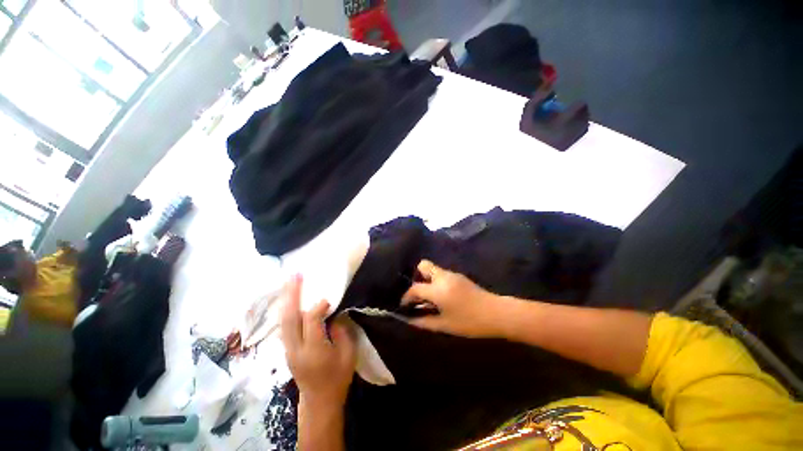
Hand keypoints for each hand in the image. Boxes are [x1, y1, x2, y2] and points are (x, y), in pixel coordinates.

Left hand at [281, 274, 355, 408]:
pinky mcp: (287, 350)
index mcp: (314, 350)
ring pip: (284, 320)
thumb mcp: (348, 354)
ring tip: (290, 282)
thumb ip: (342, 330)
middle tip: (295, 275)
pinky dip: (286, 310)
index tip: (328, 299)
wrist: (319, 401)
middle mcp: (296, 348)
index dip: (318, 306)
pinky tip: (289, 299)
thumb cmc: (337, 377)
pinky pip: (284, 326)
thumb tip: (335, 313)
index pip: (311, 320)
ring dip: (286, 299)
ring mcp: (288, 350)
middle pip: (290, 317)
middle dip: (292, 294)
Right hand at [402, 260, 502, 337]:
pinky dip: (436, 281)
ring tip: (430, 298)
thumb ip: (424, 321)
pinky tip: (443, 296)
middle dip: (417, 277)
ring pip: (433, 269)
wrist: (496, 313)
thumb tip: (409, 320)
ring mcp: (452, 274)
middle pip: (423, 266)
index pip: (415, 288)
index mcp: (437, 289)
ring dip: (427, 280)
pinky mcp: (459, 276)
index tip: (403, 306)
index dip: (406, 297)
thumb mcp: (445, 325)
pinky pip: (441, 274)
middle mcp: (443, 276)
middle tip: (419, 295)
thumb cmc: (469, 322)